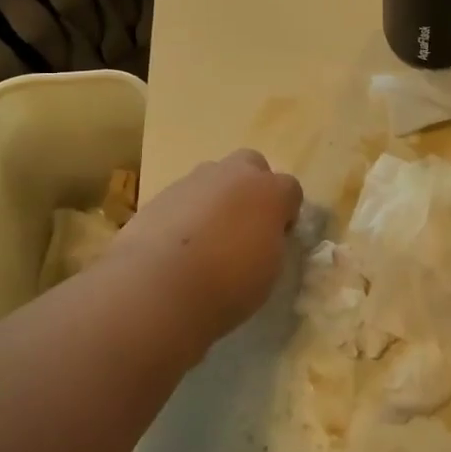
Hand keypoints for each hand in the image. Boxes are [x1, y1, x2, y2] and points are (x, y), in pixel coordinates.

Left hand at [113, 150, 303, 342]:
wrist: (158, 287)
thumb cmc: (228, 285)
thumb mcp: (269, 270)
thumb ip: (271, 242)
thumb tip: (262, 235)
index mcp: (270, 192)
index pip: (291, 188)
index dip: (286, 212)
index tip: (278, 236)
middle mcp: (234, 175)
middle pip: (252, 164)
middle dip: (252, 186)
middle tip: (245, 223)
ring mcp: (194, 180)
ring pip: (214, 177)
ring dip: (217, 197)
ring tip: (208, 236)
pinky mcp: (161, 194)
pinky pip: (184, 196)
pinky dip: (187, 212)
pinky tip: (178, 244)